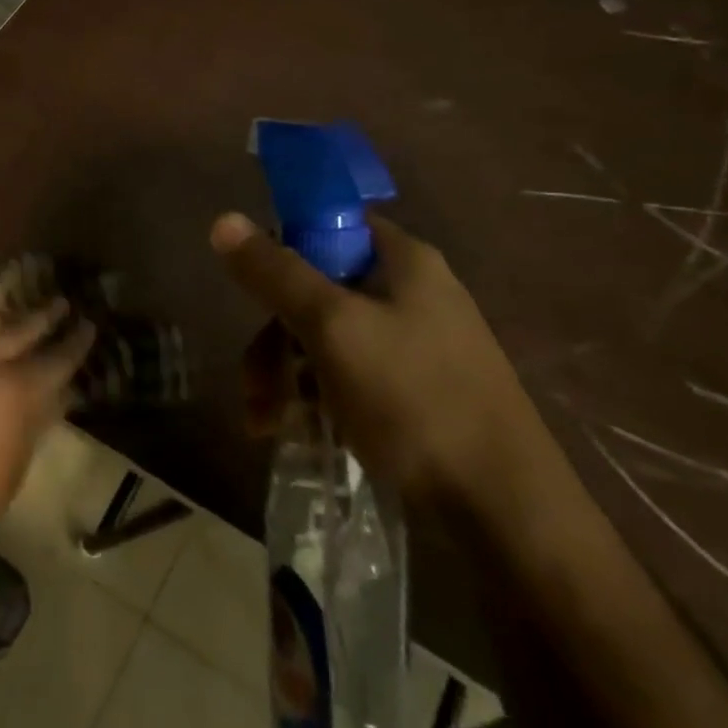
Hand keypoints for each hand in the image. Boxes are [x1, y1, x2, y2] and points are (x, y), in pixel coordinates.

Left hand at [0, 288, 94, 588]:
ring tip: (13, 304)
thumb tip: (58, 390)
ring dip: (1, 307)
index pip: (56, 358)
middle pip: (22, 328)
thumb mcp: (18, 461)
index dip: (76, 342)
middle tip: (62, 304)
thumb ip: (37, 416)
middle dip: (46, 314)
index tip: (88, 326)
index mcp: (16, 394)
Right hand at [210, 211, 539, 507]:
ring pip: (326, 340)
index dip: (285, 249)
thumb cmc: (415, 399)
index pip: (331, 225)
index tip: (254, 293)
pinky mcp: (413, 391)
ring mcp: (415, 344)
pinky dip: (316, 399)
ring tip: (266, 424)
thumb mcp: (334, 328)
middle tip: (255, 386)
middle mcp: (411, 293)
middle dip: (275, 339)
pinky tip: (301, 434)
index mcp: (404, 261)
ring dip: (286, 377)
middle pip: (318, 291)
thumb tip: (223, 219)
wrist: (504, 508)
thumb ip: (276, 274)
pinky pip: (348, 376)